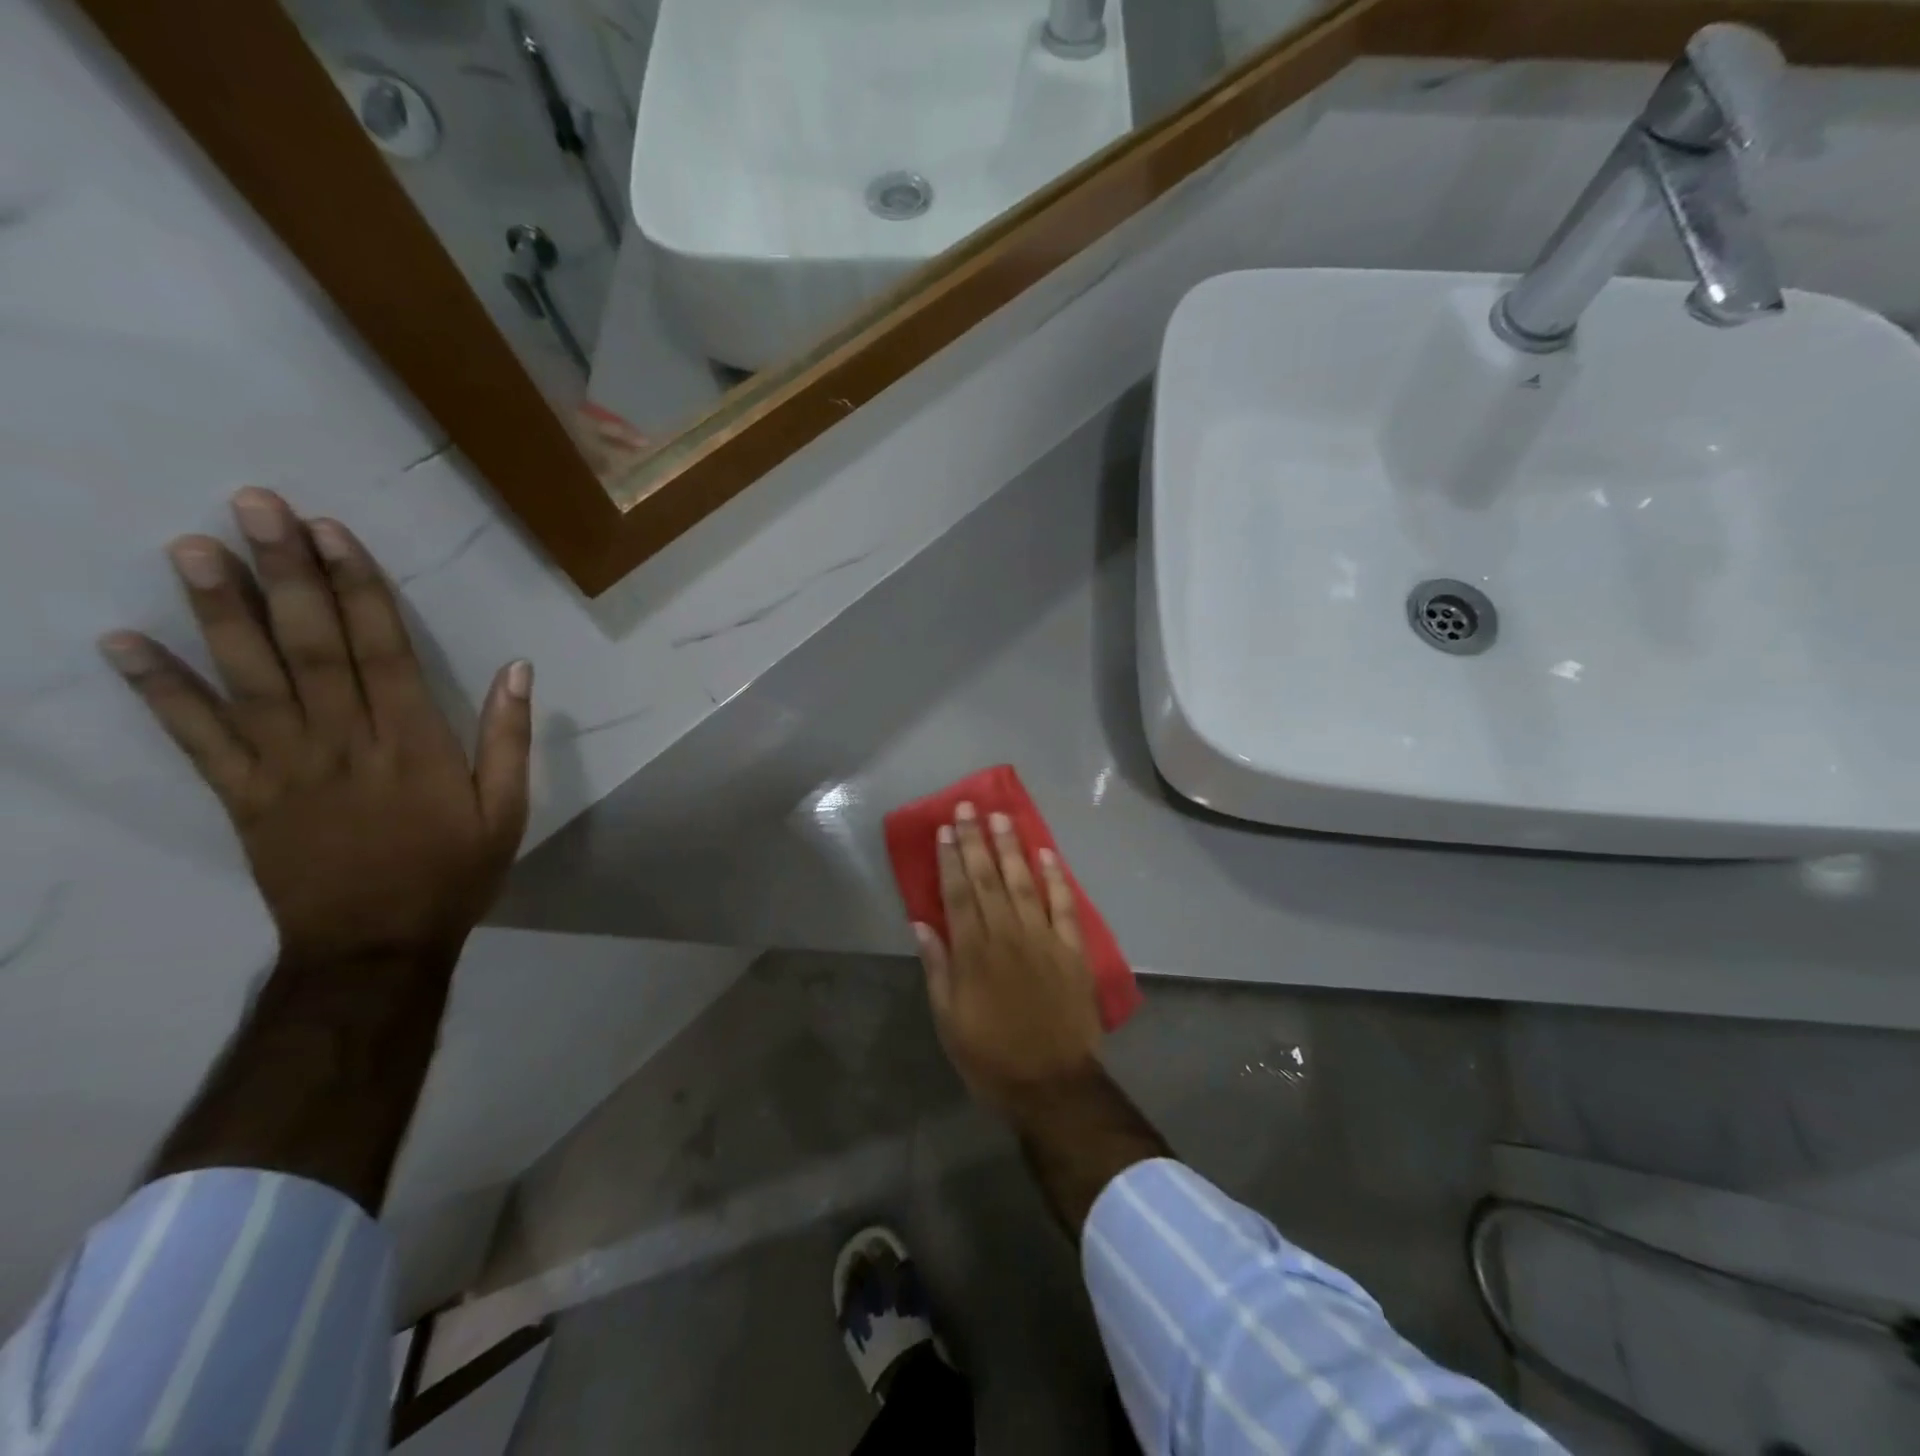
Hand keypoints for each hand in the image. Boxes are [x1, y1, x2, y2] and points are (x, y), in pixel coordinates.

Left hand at [99, 488, 530, 966]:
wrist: (376, 947)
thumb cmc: (453, 873)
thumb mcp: (507, 811)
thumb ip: (509, 739)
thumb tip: (518, 669)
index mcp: (414, 744)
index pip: (382, 650)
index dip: (357, 587)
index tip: (331, 532)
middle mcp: (345, 743)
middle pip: (311, 647)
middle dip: (286, 574)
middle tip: (254, 506)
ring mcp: (286, 768)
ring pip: (250, 679)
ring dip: (220, 612)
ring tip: (193, 548)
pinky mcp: (244, 797)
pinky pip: (197, 740)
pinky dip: (160, 692)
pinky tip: (124, 644)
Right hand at [914, 802, 1103, 1117]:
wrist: (1052, 1085)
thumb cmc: (990, 1057)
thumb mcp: (949, 1020)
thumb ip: (937, 968)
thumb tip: (921, 924)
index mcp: (973, 953)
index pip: (958, 894)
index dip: (950, 859)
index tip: (944, 830)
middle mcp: (1007, 935)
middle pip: (988, 879)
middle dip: (976, 840)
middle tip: (968, 808)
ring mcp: (1043, 939)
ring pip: (1023, 883)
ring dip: (1011, 848)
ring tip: (1001, 818)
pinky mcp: (1072, 950)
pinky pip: (1063, 906)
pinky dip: (1055, 878)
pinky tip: (1046, 853)